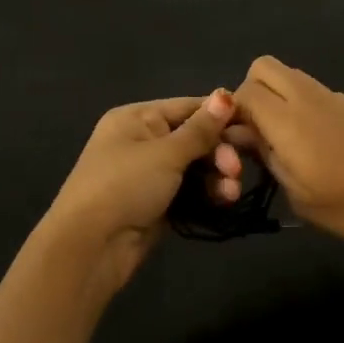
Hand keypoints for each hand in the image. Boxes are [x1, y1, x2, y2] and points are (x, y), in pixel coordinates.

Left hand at [38, 90, 240, 293]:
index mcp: (136, 118)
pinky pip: (189, 190)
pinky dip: (207, 194)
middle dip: (220, 152)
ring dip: (217, 176)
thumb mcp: (165, 153)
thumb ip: (200, 129)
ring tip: (230, 193)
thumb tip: (226, 94)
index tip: (254, 126)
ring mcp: (148, 174)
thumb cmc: (124, 186)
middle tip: (235, 170)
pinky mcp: (156, 203)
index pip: (188, 107)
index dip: (221, 115)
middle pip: (194, 138)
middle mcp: (142, 140)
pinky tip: (224, 201)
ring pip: (195, 166)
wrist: (89, 247)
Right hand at [230, 56, 343, 248]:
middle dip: (250, 92)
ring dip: (277, 96)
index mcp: (290, 121)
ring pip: (290, 76)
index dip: (231, 113)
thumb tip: (246, 137)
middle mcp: (309, 98)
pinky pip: (314, 91)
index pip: (243, 92)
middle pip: (264, 67)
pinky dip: (302, 105)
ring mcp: (336, 97)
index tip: (237, 143)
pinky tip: (318, 144)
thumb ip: (269, 160)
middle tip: (258, 132)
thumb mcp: (301, 197)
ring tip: (285, 140)